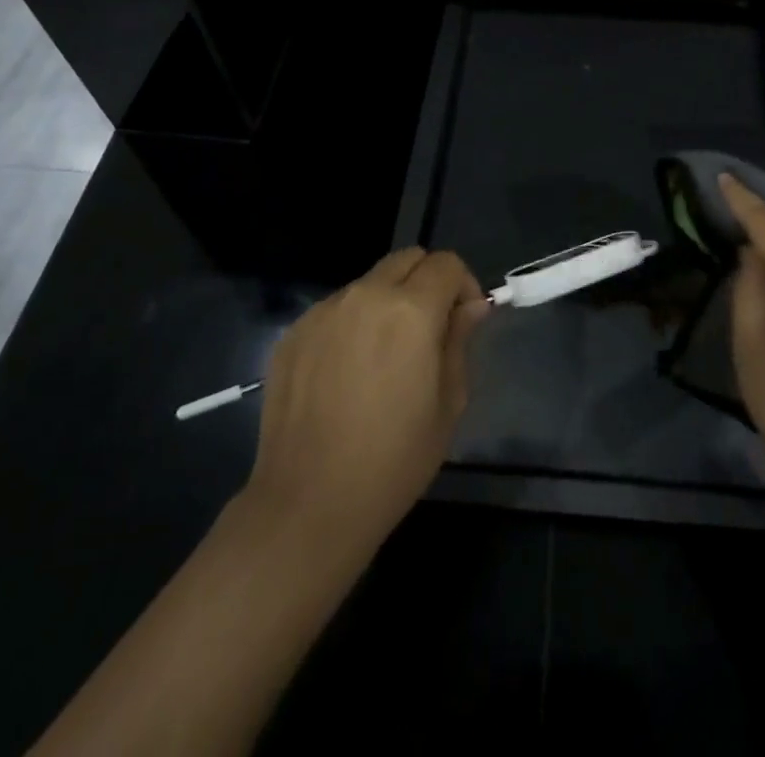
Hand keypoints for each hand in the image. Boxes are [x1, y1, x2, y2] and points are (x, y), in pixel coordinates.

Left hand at [243, 248, 488, 553]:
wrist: (308, 504)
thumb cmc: (393, 460)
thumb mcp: (448, 403)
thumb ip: (460, 340)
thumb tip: (471, 306)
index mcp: (410, 310)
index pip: (446, 264)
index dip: (464, 286)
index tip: (464, 320)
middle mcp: (365, 296)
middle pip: (407, 259)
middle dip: (427, 282)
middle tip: (430, 330)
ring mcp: (323, 311)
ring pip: (369, 282)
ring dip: (388, 302)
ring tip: (384, 355)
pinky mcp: (293, 333)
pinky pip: (336, 309)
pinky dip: (353, 323)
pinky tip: (348, 372)